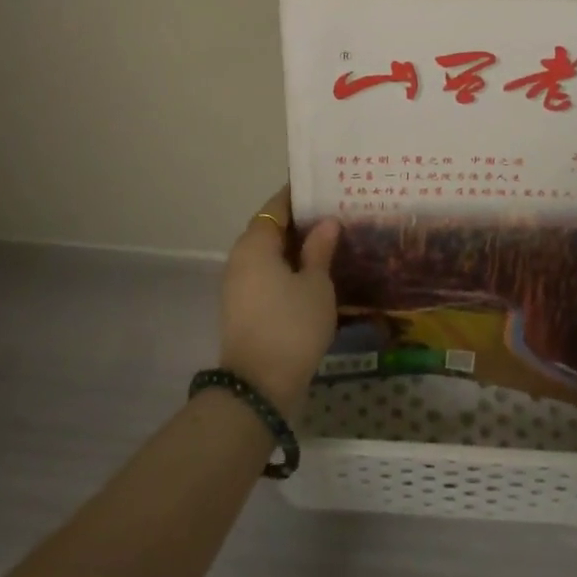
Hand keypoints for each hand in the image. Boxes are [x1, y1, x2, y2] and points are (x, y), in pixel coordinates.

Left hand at [219, 186, 340, 420]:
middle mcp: (241, 256)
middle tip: (337, 215)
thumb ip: (320, 249)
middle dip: (302, 222)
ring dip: (296, 247)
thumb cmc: (291, 327)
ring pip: (270, 253)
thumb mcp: (316, 285)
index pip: (278, 205)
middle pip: (272, 228)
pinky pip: (267, 274)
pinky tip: (315, 274)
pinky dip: (289, 268)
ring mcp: (238, 283)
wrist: (258, 388)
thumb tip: (326, 222)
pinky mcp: (243, 306)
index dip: (301, 195)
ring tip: (332, 243)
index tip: (328, 188)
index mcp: (255, 243)